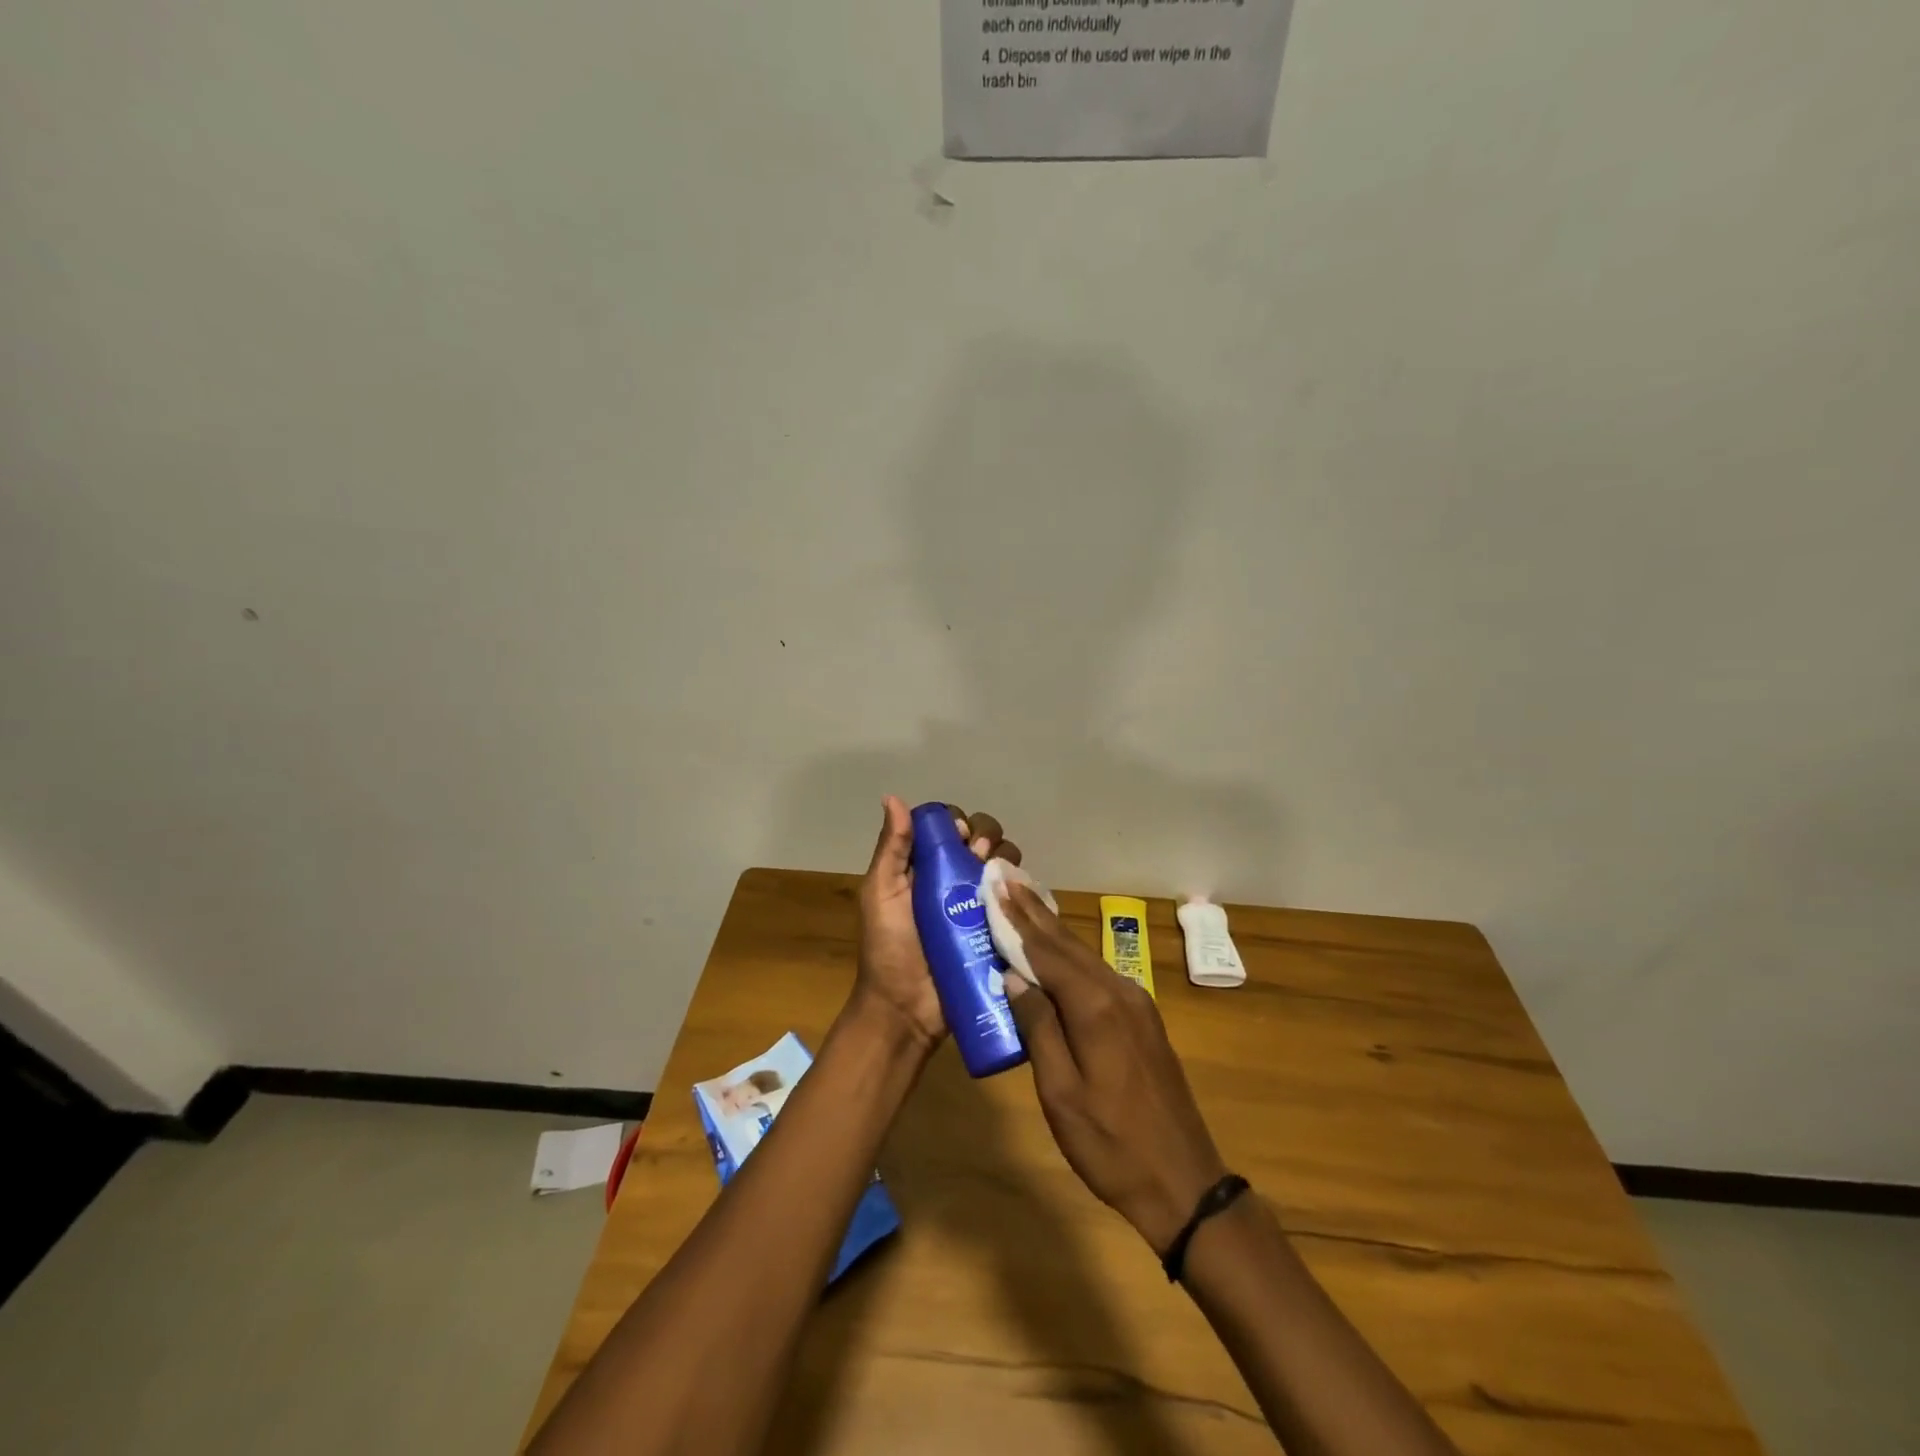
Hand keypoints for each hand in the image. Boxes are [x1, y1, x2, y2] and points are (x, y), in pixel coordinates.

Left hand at [856, 795, 1020, 1048]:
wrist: (907, 1010)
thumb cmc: (888, 949)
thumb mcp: (881, 894)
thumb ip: (892, 849)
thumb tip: (892, 797)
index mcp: (924, 867)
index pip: (949, 826)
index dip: (958, 822)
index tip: (959, 835)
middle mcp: (954, 879)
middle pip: (982, 839)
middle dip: (986, 836)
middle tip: (977, 855)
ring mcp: (979, 904)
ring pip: (1003, 864)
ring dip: (1004, 859)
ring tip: (994, 877)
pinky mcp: (999, 929)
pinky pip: (1018, 899)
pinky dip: (1022, 889)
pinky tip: (1017, 894)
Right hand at [997, 882, 1228, 1254]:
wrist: (1184, 1182)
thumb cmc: (1111, 1144)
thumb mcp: (1061, 1093)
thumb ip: (1038, 1028)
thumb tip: (1013, 975)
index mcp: (1095, 1006)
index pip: (1045, 951)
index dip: (1016, 919)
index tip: (994, 887)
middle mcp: (1118, 991)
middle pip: (1066, 943)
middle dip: (1033, 911)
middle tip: (1005, 879)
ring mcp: (1135, 1003)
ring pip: (1083, 955)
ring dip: (1051, 928)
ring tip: (1024, 900)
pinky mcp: (1141, 1018)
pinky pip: (1096, 973)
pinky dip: (1070, 954)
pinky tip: (1058, 949)